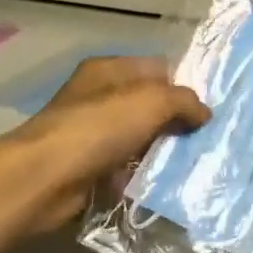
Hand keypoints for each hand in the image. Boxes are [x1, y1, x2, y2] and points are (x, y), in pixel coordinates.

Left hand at [8, 57, 208, 234]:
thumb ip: (184, 101)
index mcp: (109, 69)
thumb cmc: (98, 128)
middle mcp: (99, 96)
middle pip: (149, 104)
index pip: (158, 68)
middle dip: (176, 121)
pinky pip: (125, 167)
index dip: (184, 85)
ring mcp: (91, 133)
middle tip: (206, 138)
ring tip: (193, 162)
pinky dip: (141, 174)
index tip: (209, 108)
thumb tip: (204, 113)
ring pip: (139, 138)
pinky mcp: (88, 166)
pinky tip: (164, 183)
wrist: (43, 179)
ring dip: (161, 150)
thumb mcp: (151, 101)